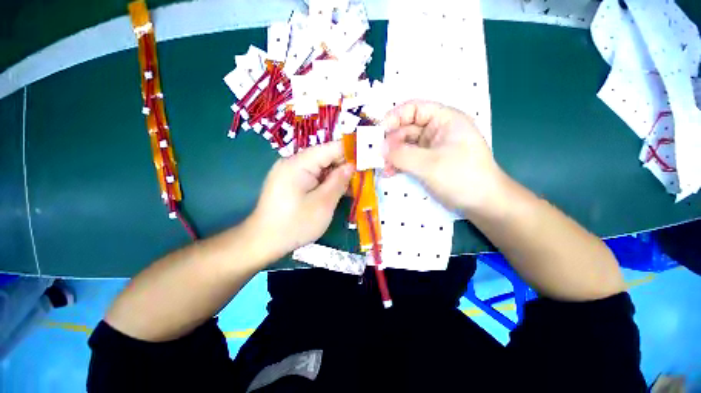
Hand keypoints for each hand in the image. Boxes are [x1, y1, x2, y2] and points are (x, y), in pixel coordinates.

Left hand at [248, 141, 353, 262]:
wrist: (263, 242)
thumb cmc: (295, 224)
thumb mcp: (323, 204)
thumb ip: (339, 181)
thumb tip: (352, 165)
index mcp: (299, 163)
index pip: (331, 148)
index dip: (351, 150)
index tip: (369, 156)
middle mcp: (293, 162)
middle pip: (326, 157)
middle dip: (345, 165)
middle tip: (365, 176)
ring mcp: (291, 172)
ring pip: (321, 168)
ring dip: (337, 176)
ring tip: (355, 185)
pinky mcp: (291, 182)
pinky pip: (314, 177)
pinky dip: (327, 182)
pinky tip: (339, 191)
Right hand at [383, 100, 503, 217]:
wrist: (482, 203)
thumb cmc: (462, 177)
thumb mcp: (430, 164)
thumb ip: (402, 155)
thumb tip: (379, 148)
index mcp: (444, 119)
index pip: (414, 109)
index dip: (394, 117)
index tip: (378, 132)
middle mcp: (436, 130)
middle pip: (406, 128)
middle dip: (390, 141)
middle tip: (377, 155)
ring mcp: (431, 148)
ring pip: (404, 145)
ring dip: (392, 155)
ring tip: (383, 167)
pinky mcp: (427, 162)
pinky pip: (407, 158)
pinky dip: (397, 164)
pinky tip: (389, 173)